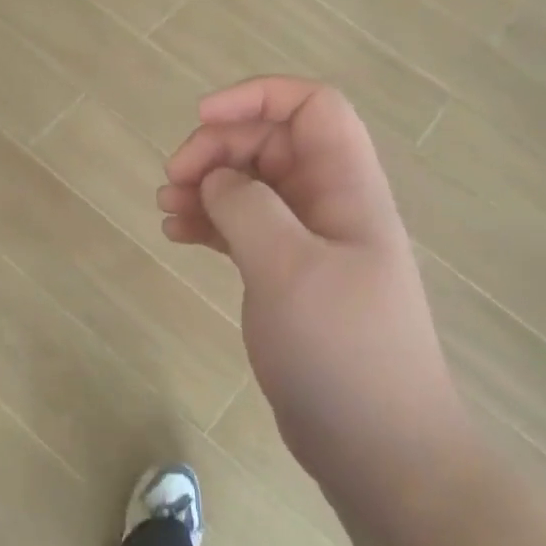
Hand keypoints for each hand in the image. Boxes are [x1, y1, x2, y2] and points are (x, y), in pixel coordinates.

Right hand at [159, 78, 471, 498]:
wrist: (379, 447)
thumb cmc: (342, 351)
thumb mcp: (289, 269)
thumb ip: (248, 207)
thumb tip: (219, 180)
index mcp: (347, 189)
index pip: (312, 108)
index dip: (257, 98)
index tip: (200, 120)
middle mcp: (330, 206)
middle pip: (272, 144)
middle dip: (218, 149)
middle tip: (173, 180)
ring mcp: (309, 244)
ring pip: (253, 186)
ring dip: (207, 186)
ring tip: (165, 209)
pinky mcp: (288, 278)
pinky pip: (244, 228)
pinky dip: (210, 222)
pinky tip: (177, 235)